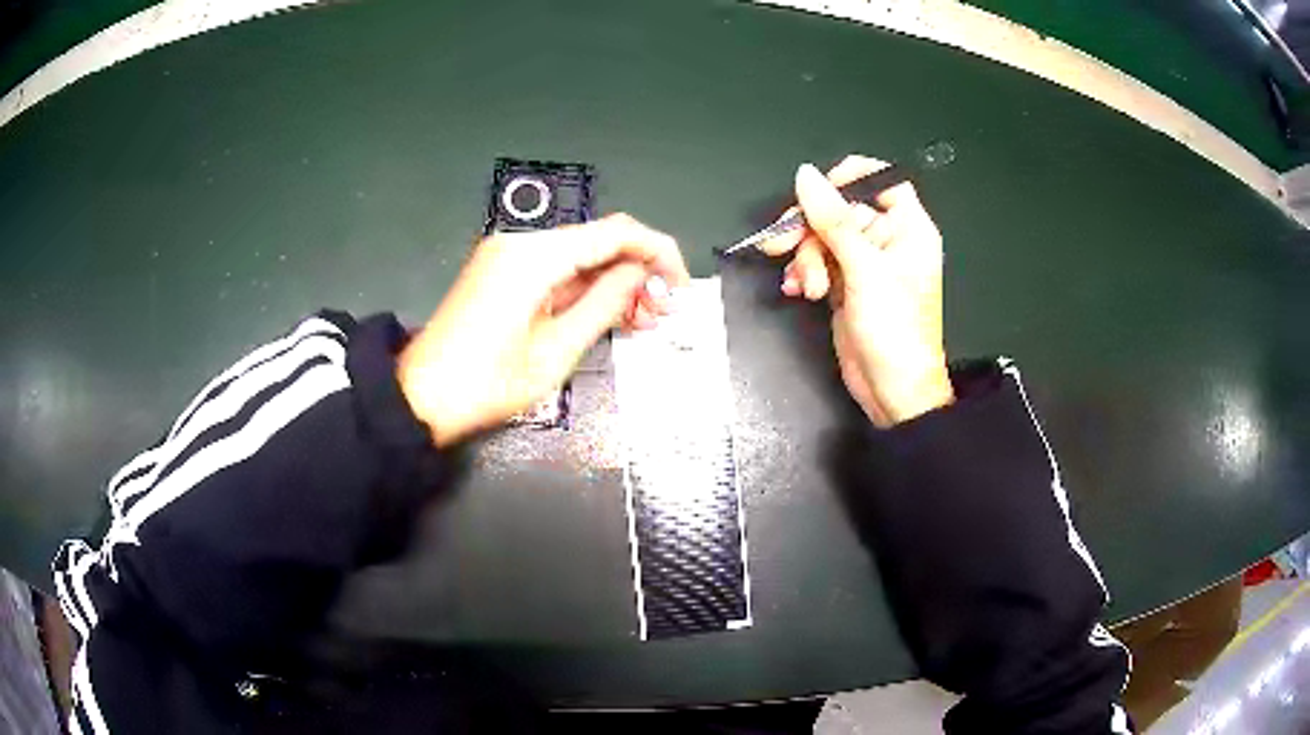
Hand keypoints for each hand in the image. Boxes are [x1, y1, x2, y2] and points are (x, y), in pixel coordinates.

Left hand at [399, 214, 689, 445]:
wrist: (421, 397)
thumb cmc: (488, 382)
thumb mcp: (557, 350)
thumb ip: (605, 303)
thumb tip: (642, 274)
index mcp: (536, 254)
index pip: (617, 232)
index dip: (658, 253)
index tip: (680, 288)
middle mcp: (522, 242)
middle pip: (598, 242)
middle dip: (638, 272)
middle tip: (661, 315)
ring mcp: (509, 256)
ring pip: (580, 257)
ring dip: (614, 284)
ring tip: (641, 322)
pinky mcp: (503, 273)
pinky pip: (556, 272)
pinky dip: (585, 291)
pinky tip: (607, 316)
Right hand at [757, 156, 952, 427]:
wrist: (892, 391)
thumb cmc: (896, 331)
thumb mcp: (864, 270)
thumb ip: (833, 220)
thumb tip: (806, 176)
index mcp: (908, 228)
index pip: (881, 181)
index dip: (849, 178)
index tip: (818, 191)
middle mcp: (887, 240)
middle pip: (840, 210)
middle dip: (811, 229)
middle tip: (783, 242)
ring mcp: (864, 263)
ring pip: (822, 237)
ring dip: (805, 258)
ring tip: (806, 286)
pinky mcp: (845, 284)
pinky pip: (816, 263)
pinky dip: (803, 273)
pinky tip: (797, 290)